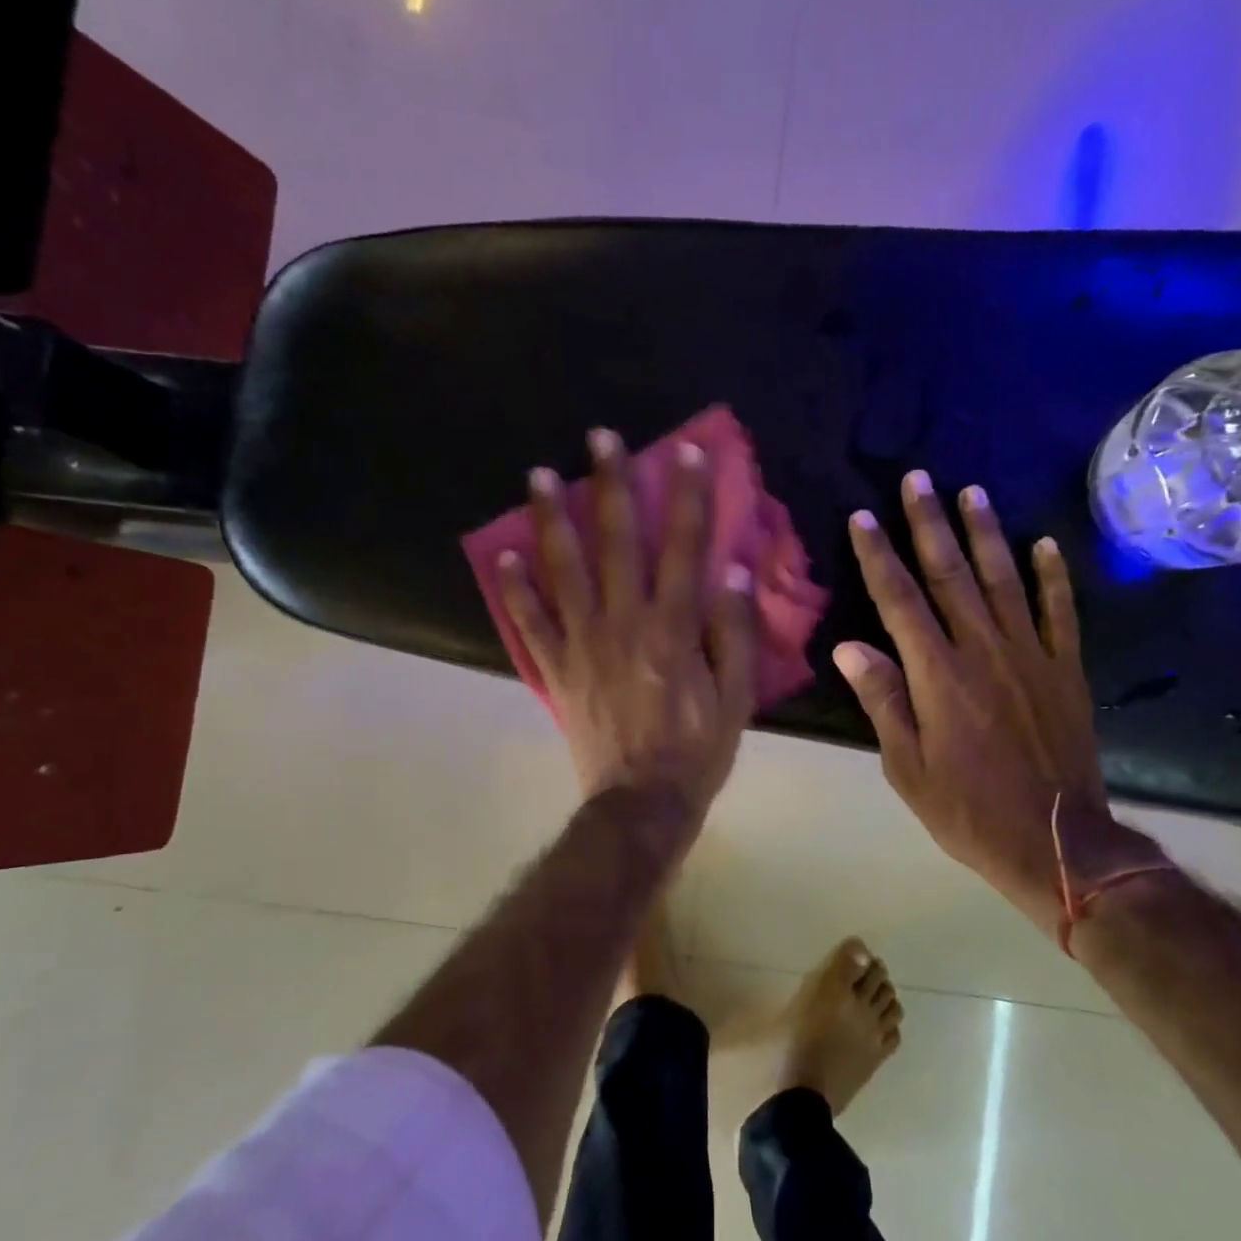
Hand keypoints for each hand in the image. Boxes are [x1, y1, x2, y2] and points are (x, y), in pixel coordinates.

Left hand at [496, 428, 755, 821]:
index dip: (688, 497)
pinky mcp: (557, 669)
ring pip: (563, 570)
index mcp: (673, 628)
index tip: (686, 451)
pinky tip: (503, 556)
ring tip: (537, 475)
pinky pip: (530, 623)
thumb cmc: (697, 749)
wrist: (641, 802)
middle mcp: (623, 623)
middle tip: (599, 438)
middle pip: (615, 542)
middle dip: (609, 485)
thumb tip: (734, 570)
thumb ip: (735, 632)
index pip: (683, 548)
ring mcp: (582, 644)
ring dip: (550, 519)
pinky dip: (515, 590)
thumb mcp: (737, 696)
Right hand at [833, 472, 1108, 937]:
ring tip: (971, 491)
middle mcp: (983, 651)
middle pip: (950, 575)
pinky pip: (1060, 612)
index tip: (863, 517)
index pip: (900, 600)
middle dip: (929, 523)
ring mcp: (1031, 656)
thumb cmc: (967, 810)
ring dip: (985, 533)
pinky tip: (1044, 543)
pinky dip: (1052, 575)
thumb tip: (848, 646)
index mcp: (938, 675)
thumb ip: (882, 701)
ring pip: (1004, 580)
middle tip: (918, 479)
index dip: (879, 556)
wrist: (1055, 843)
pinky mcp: (1066, 670)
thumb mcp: (906, 767)